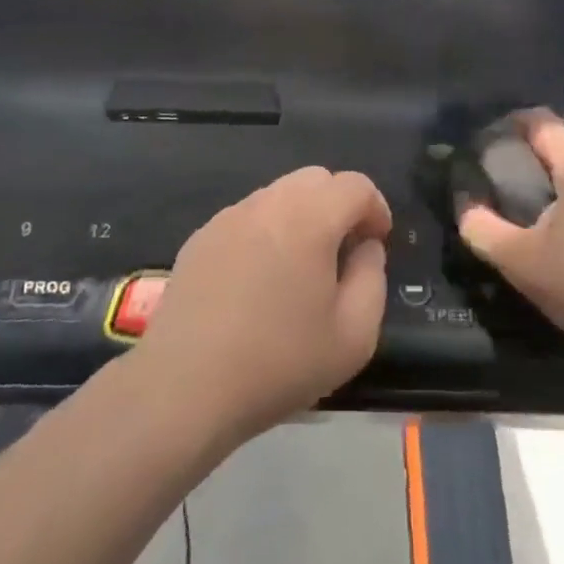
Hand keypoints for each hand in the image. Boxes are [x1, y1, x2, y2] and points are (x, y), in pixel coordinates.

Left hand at [139, 167, 391, 442]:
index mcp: (308, 218)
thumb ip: (372, 278)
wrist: (186, 385)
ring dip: (302, 216)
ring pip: (279, 194)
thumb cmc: (279, 362)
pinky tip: (259, 280)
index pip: (354, 185)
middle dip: (339, 205)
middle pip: (315, 179)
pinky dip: (266, 231)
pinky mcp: (201, 236)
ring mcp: (228, 216)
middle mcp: (267, 203)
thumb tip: (365, 247)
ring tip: (300, 268)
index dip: (375, 209)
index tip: (377, 244)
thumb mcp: (354, 336)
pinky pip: (247, 216)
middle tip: (343, 252)